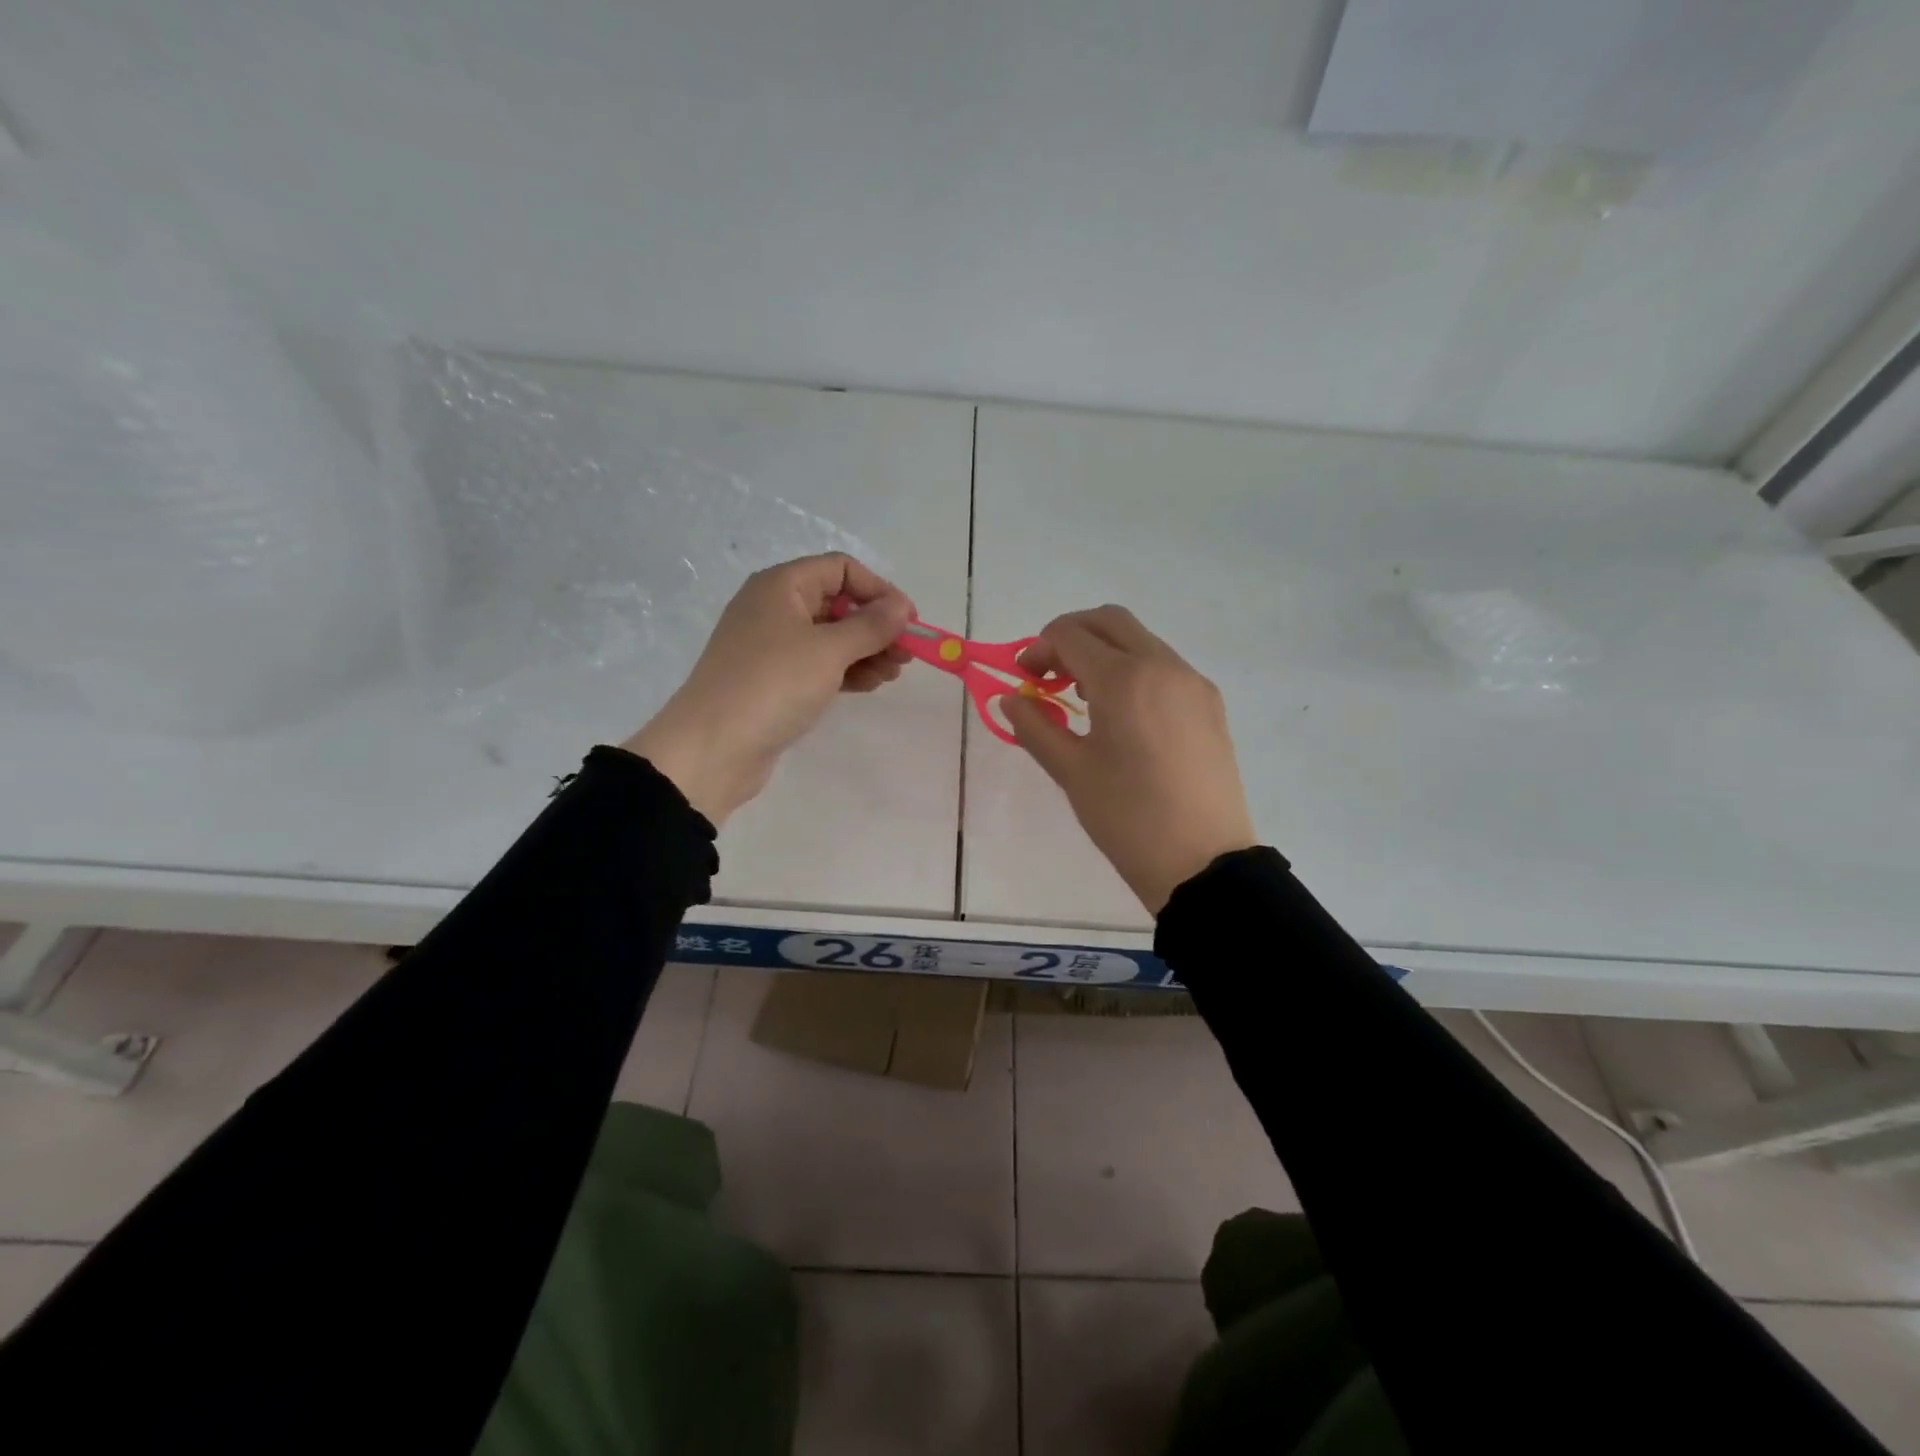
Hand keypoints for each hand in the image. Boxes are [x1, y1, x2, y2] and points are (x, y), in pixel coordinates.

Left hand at [623, 553, 913, 824]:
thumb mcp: (829, 650)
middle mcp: (775, 608)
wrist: (714, 747)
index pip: (841, 570)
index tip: (909, 621)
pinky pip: (818, 665)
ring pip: (831, 638)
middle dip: (876, 626)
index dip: (879, 590)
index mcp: (782, 586)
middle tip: (907, 654)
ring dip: (866, 651)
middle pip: (838, 604)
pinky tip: (870, 685)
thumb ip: (871, 626)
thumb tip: (901, 607)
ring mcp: (772, 646)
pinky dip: (846, 671)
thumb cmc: (773, 685)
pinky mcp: (774, 680)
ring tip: (893, 674)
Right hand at [1003, 606, 1256, 914]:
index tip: (1024, 678)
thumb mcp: (1071, 772)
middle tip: (1049, 674)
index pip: (1071, 635)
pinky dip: (1134, 670)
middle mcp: (1163, 666)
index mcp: (1124, 679)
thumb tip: (1011, 698)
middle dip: (1072, 636)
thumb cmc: (1127, 818)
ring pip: (1141, 641)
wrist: (1204, 862)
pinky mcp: (1211, 704)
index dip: (1039, 648)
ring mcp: (1193, 682)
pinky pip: (1165, 666)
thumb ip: (1035, 726)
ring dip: (1105, 652)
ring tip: (1083, 697)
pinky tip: (1123, 715)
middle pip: (1110, 621)